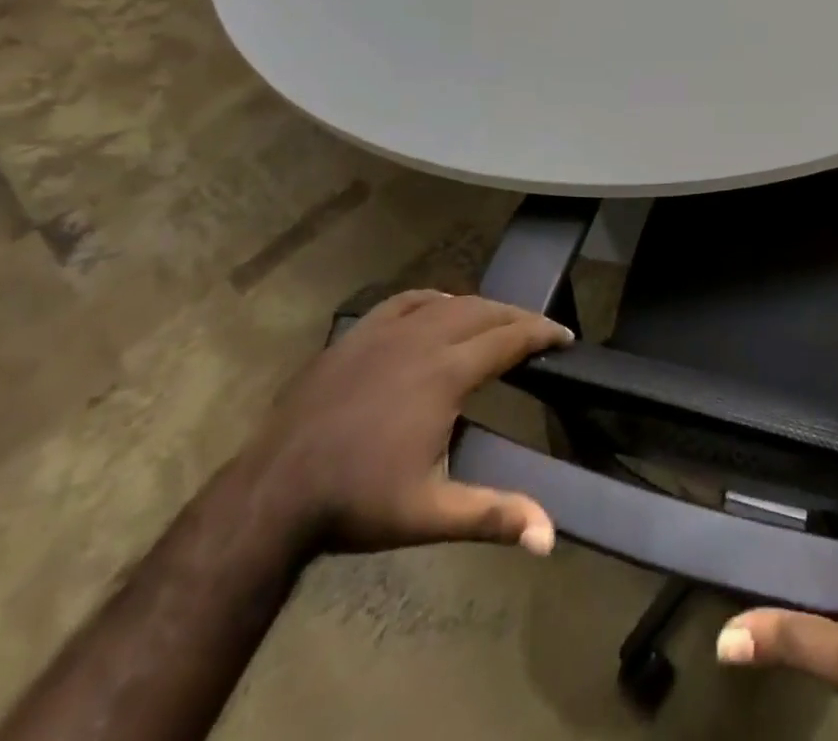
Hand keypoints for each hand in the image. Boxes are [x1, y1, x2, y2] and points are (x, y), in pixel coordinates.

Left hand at [249, 290, 573, 554]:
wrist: (272, 494)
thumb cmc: (356, 503)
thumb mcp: (428, 514)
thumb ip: (491, 516)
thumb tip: (548, 538)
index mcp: (446, 373)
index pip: (509, 338)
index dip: (542, 332)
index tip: (566, 336)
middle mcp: (423, 339)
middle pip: (485, 311)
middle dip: (519, 317)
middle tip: (540, 330)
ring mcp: (386, 332)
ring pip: (449, 302)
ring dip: (482, 307)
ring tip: (499, 321)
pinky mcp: (357, 335)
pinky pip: (407, 301)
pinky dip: (435, 299)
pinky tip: (440, 308)